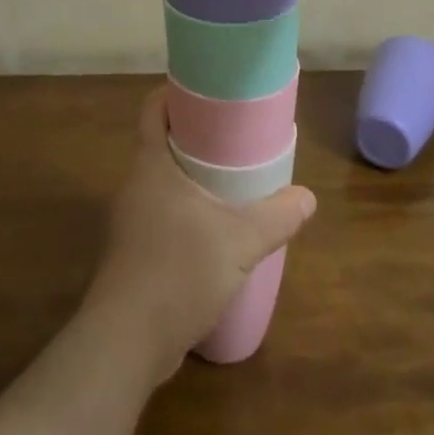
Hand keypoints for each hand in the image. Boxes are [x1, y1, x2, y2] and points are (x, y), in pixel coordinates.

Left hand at [84, 90, 315, 380]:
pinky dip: (186, 212)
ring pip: (162, 182)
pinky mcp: (133, 253)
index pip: (153, 108)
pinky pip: (162, 215)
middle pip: (162, 143)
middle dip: (195, 137)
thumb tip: (307, 198)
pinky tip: (214, 232)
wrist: (126, 343)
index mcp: (151, 164)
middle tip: (235, 138)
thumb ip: (276, 217)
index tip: (209, 92)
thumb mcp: (239, 242)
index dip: (176, 92)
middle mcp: (135, 184)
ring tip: (231, 183)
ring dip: (192, 178)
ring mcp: (130, 221)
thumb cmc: (178, 271)